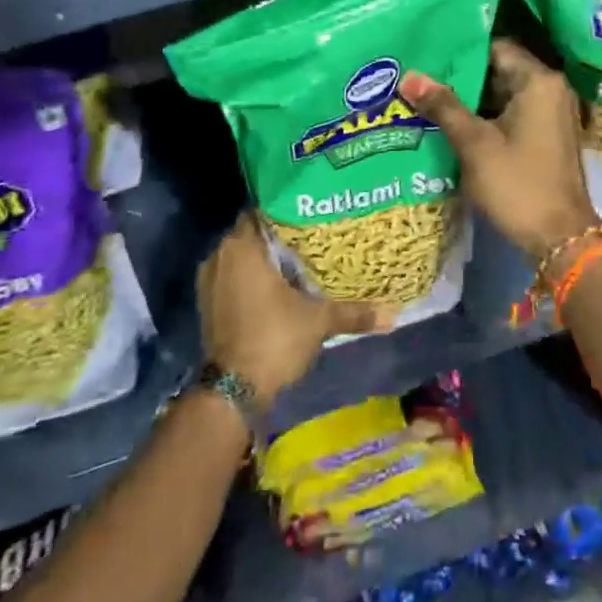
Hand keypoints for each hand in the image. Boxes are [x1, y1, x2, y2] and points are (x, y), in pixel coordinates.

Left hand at [198, 213, 385, 399]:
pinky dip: (252, 279)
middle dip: (280, 236)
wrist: (233, 391)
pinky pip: (233, 278)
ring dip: (265, 260)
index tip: (313, 215)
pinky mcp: (207, 304)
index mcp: (242, 246)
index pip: (264, 210)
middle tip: (314, 237)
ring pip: (242, 258)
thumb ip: (354, 312)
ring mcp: (209, 281)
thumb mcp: (319, 321)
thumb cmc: (274, 338)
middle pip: (253, 234)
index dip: (288, 211)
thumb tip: (394, 315)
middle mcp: (220, 255)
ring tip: (300, 261)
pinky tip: (280, 287)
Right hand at [400, 40, 600, 262]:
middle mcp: (550, 89)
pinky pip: (511, 114)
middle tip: (419, 76)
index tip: (426, 53)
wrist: (559, 238)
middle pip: (499, 69)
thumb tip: (410, 75)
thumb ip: (443, 106)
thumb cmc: (518, 184)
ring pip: (502, 94)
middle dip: (460, 76)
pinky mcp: (546, 136)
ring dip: (470, 99)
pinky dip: (485, 117)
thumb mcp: (475, 144)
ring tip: (426, 97)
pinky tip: (451, 123)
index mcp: (539, 81)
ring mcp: (550, 114)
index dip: (460, 50)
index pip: (495, 47)